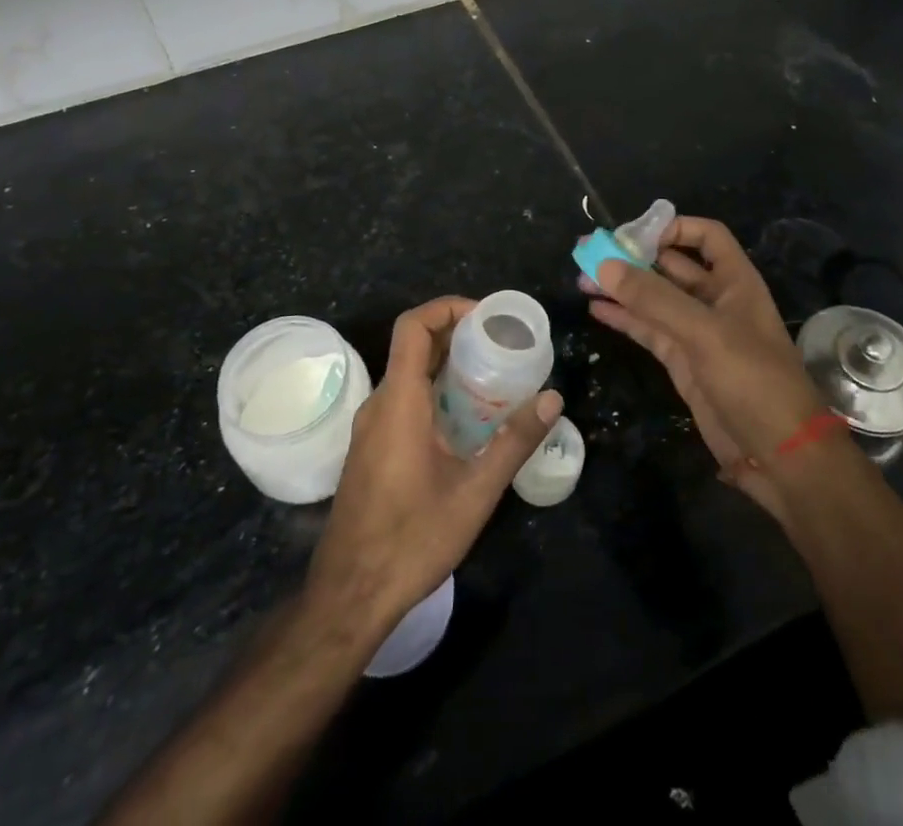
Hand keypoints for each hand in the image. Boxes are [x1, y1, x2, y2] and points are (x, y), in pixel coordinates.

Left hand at [304, 296, 561, 633]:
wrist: (350, 596)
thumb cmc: (412, 539)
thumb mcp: (474, 492)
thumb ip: (514, 441)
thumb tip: (552, 397)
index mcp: (398, 402)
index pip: (412, 326)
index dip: (447, 307)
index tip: (486, 316)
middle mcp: (379, 405)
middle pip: (412, 346)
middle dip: (456, 334)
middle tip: (501, 344)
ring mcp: (370, 428)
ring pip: (408, 375)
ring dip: (446, 365)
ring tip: (492, 376)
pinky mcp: (370, 449)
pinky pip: (403, 400)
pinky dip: (433, 391)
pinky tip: (466, 419)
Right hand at [584, 217, 824, 517]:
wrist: (780, 455)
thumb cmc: (753, 381)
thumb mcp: (705, 333)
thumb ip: (654, 299)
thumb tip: (604, 264)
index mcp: (735, 282)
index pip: (705, 236)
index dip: (672, 228)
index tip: (632, 234)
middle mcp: (716, 300)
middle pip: (671, 265)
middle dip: (633, 257)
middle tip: (588, 251)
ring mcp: (698, 333)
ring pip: (654, 299)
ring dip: (622, 287)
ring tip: (581, 278)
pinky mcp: (683, 362)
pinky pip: (649, 330)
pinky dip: (624, 318)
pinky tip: (596, 309)